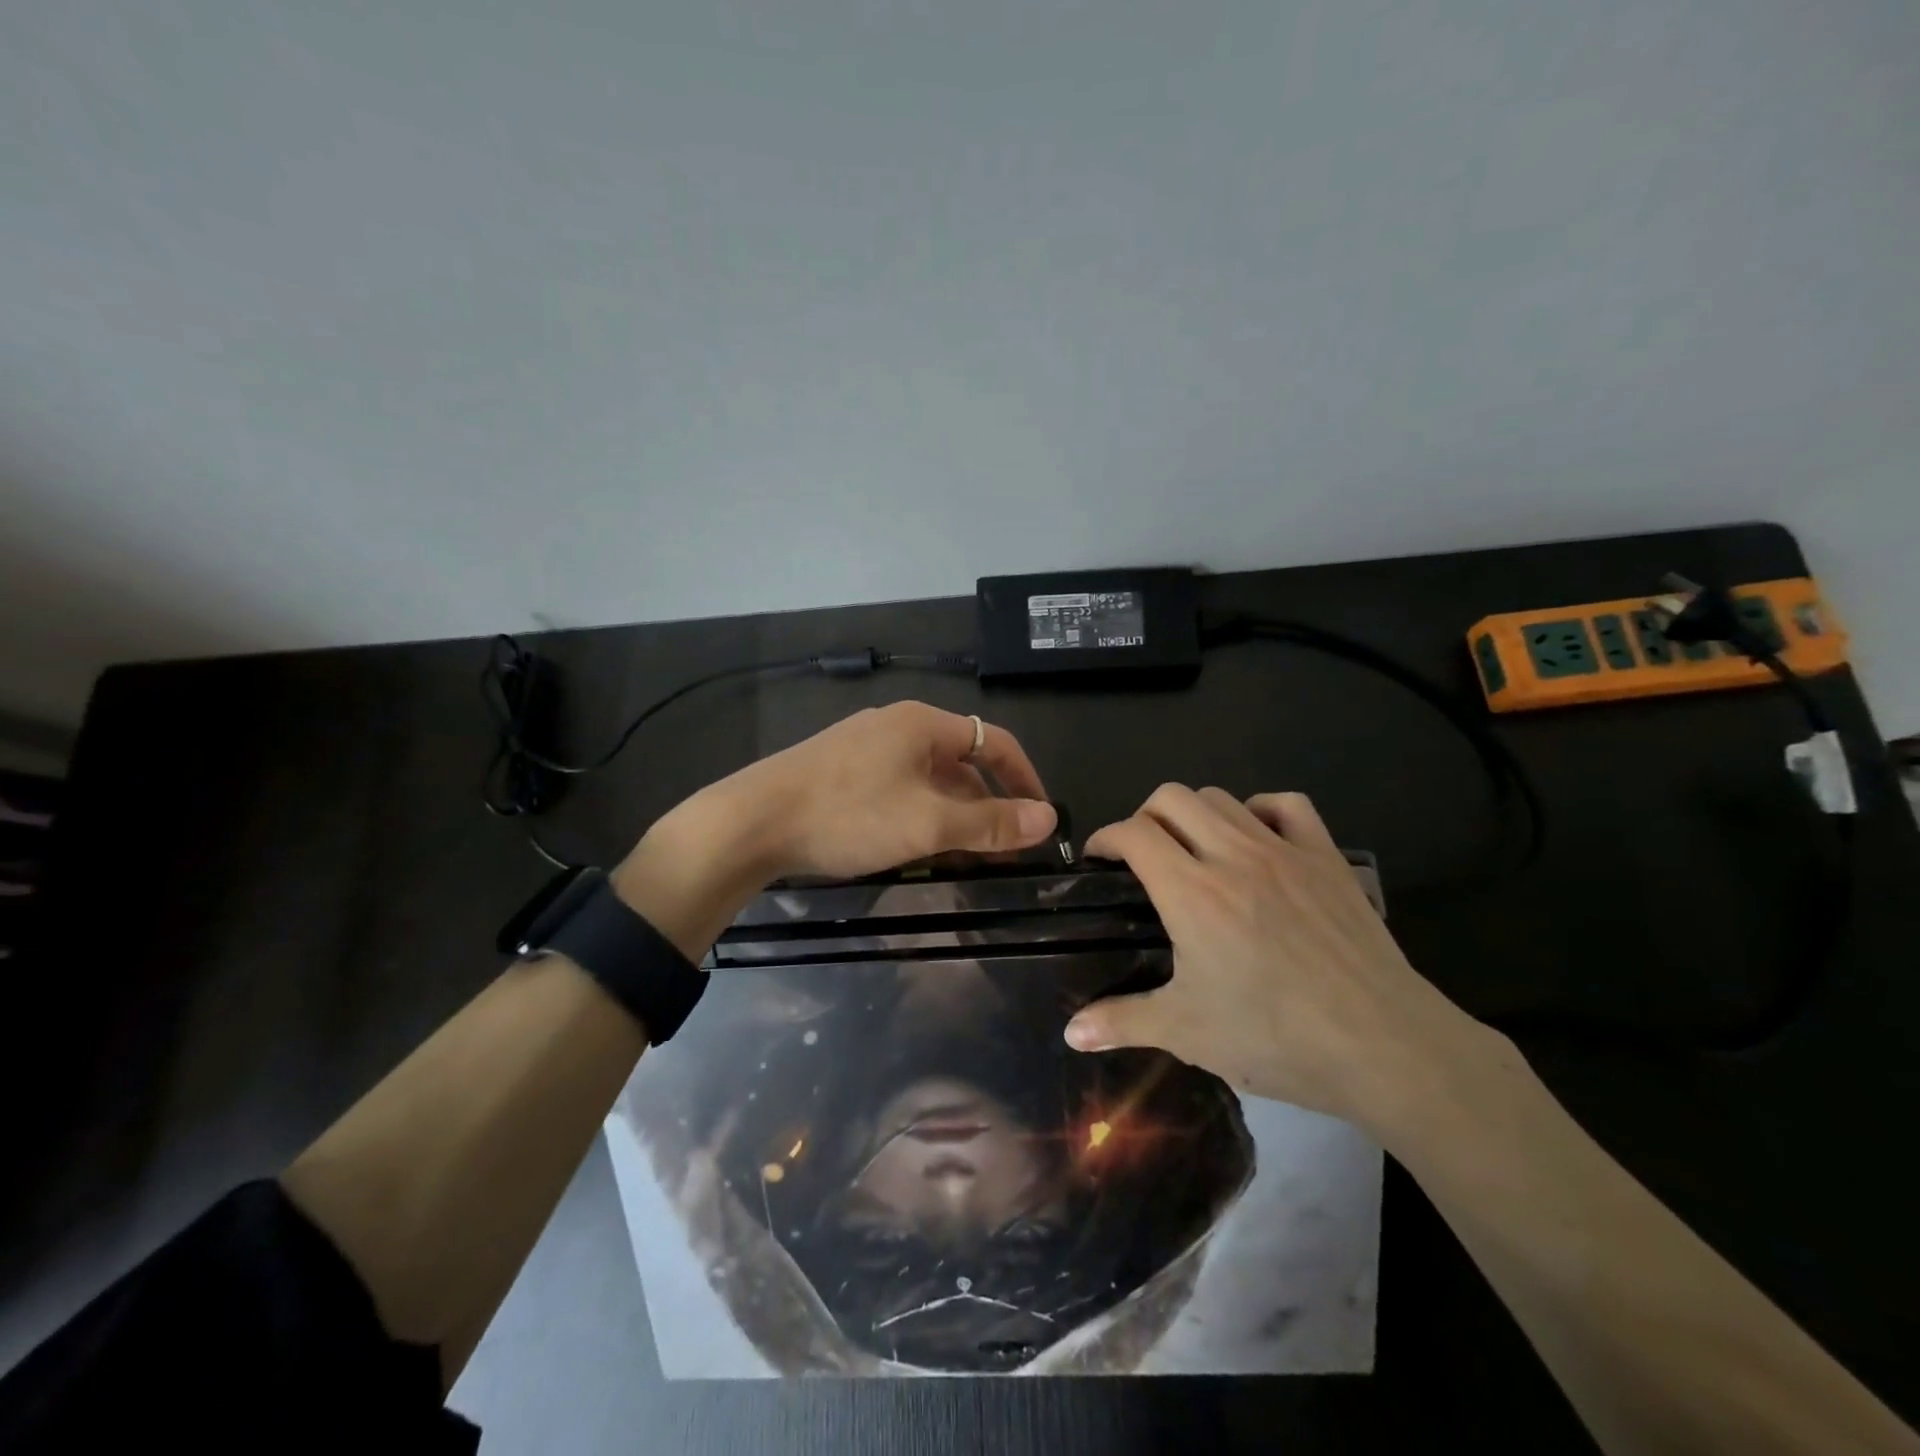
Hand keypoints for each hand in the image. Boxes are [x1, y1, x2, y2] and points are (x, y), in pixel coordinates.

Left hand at [723, 700, 1057, 878]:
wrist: (751, 822)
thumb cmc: (849, 815)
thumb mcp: (929, 824)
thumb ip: (990, 823)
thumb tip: (1049, 819)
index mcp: (923, 724)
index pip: (994, 741)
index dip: (1025, 778)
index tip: (1041, 819)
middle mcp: (896, 726)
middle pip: (960, 763)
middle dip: (985, 806)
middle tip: (1000, 851)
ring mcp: (863, 747)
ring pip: (926, 780)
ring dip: (951, 816)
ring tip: (961, 858)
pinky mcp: (838, 771)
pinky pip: (896, 790)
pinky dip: (917, 816)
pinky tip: (912, 849)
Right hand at [1062, 785, 1490, 1129]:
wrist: (1384, 1046)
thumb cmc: (1277, 1038)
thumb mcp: (1188, 1032)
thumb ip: (1121, 1021)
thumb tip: (1070, 1032)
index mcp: (1191, 891)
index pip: (1133, 832)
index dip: (1105, 839)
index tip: (1099, 863)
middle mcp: (1233, 854)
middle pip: (1172, 797)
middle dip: (1144, 817)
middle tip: (1143, 857)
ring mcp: (1284, 850)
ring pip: (1222, 797)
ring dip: (1194, 814)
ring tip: (1193, 851)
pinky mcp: (1327, 857)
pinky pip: (1287, 804)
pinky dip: (1259, 810)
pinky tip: (1254, 839)